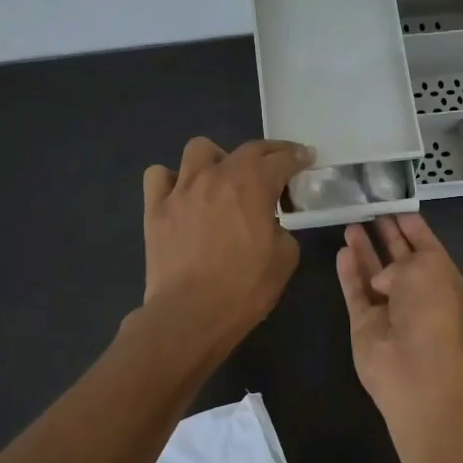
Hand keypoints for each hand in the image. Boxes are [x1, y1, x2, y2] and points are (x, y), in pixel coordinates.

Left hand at [141, 137, 311, 348]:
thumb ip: (281, 229)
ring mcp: (182, 189)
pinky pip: (159, 176)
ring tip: (223, 178)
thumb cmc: (245, 288)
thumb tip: (269, 224)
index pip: (282, 159)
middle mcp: (217, 175)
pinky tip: (183, 195)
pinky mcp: (155, 208)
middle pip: (247, 149)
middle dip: (269, 152)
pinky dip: (173, 180)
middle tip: (278, 165)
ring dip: (217, 158)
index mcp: (253, 184)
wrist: (191, 313)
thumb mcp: (285, 258)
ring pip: (199, 149)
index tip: (307, 158)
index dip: (298, 156)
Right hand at [335, 213, 462, 417]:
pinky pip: (356, 293)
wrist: (415, 367)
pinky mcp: (365, 324)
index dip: (411, 225)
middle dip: (387, 235)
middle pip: (399, 258)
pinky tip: (342, 252)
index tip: (394, 205)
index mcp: (443, 279)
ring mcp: (390, 310)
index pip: (426, 245)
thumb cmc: (430, 309)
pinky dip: (349, 274)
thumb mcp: (426, 267)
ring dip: (364, 250)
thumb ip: (401, 260)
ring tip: (350, 224)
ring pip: (374, 274)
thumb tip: (382, 278)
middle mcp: (418, 294)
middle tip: (369, 209)